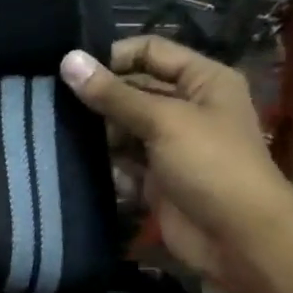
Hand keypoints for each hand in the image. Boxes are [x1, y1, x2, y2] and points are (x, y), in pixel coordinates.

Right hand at [60, 37, 292, 287]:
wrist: (238, 239)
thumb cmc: (211, 166)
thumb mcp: (163, 121)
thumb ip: (114, 94)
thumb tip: (68, 60)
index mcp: (203, 81)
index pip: (150, 52)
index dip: (113, 57)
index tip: (70, 72)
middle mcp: (187, 108)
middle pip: (132, 91)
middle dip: (99, 101)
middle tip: (54, 108)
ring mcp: (170, 146)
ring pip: (122, 130)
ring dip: (98, 137)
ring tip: (62, 139)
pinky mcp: (156, 179)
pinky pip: (122, 164)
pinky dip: (108, 168)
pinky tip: (87, 173)